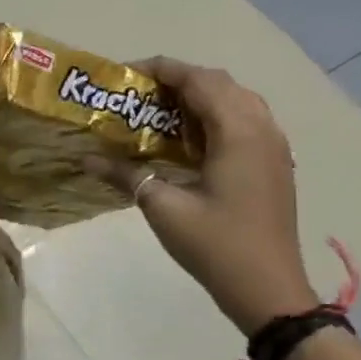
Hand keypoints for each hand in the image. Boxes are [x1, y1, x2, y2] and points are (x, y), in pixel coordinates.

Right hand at [82, 59, 320, 334]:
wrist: (269, 290)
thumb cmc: (216, 245)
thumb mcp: (163, 207)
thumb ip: (125, 175)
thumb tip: (86, 157)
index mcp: (238, 133)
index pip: (199, 81)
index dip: (163, 69)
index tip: (127, 73)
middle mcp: (262, 129)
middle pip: (220, 84)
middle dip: (179, 80)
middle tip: (140, 93)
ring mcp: (273, 147)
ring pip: (237, 100)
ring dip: (200, 97)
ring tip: (161, 112)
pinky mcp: (274, 164)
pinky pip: (246, 121)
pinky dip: (216, 116)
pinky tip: (189, 140)